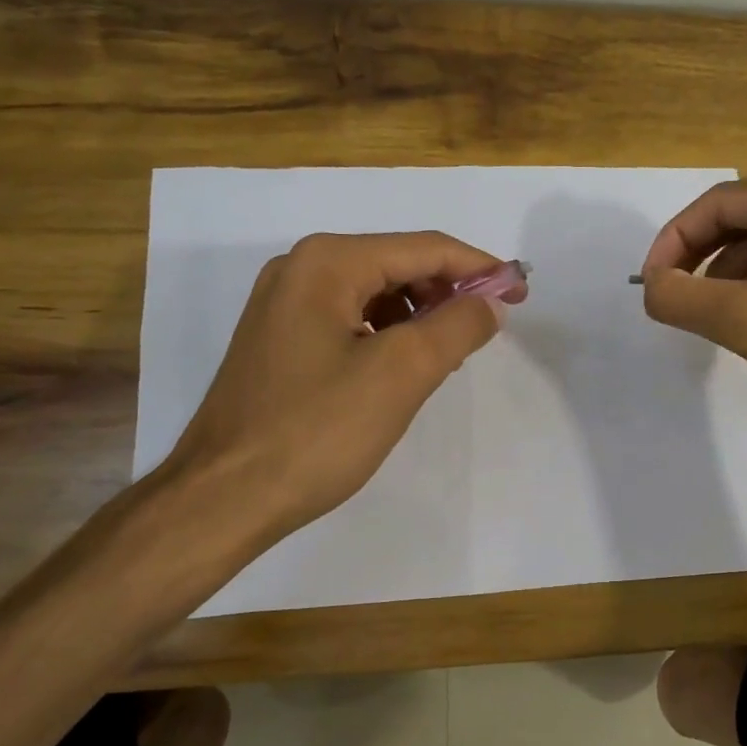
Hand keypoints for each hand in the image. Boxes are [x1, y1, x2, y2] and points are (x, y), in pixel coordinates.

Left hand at [158, 231, 523, 554]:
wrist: (224, 497)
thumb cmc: (317, 431)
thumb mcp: (402, 373)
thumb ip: (457, 326)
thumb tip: (490, 301)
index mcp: (328, 263)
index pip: (424, 248)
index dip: (480, 267)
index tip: (522, 293)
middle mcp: (301, 269)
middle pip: (398, 264)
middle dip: (450, 291)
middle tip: (490, 327)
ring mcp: (285, 305)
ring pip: (376, 293)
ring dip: (422, 314)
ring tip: (451, 353)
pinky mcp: (281, 340)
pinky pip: (352, 319)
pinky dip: (390, 334)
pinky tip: (407, 366)